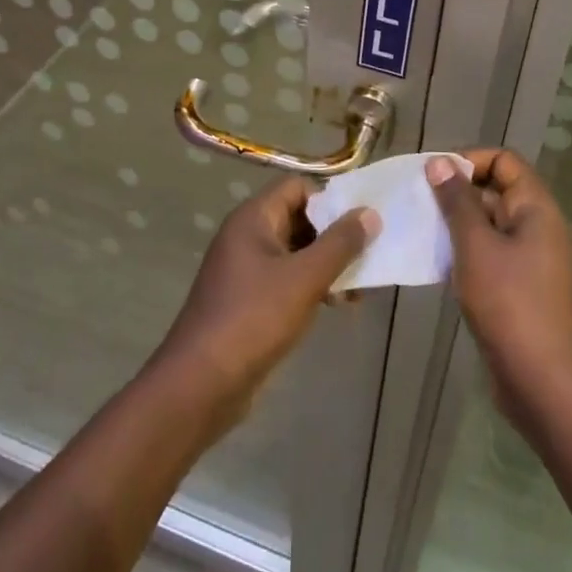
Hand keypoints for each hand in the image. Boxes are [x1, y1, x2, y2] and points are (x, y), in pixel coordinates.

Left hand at [152, 176, 376, 433]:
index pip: (297, 188)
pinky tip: (337, 305)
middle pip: (299, 219)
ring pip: (296, 253)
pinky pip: (287, 280)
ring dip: (327, 264)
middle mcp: (247, 237)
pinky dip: (313, 286)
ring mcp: (245, 271)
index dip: (330, 198)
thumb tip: (370, 213)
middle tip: (369, 254)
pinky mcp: (249, 301)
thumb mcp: (305, 278)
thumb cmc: (254, 318)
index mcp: (253, 219)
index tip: (363, 219)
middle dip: (334, 236)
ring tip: (359, 288)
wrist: (201, 384)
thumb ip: (340, 243)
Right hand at [427, 151, 571, 419]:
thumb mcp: (475, 246)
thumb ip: (457, 201)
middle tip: (418, 203)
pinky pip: (489, 253)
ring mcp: (530, 259)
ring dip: (456, 224)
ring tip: (421, 230)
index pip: (504, 161)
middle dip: (457, 192)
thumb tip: (440, 162)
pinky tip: (436, 262)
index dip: (469, 160)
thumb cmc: (508, 303)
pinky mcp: (519, 286)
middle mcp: (538, 226)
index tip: (433, 176)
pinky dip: (464, 251)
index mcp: (536, 208)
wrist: (541, 379)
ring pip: (489, 224)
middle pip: (496, 190)